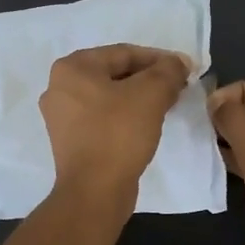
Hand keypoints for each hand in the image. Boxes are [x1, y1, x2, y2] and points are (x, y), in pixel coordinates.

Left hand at [39, 45, 189, 206]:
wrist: (95, 191)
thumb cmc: (118, 133)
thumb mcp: (151, 94)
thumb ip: (168, 71)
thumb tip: (179, 63)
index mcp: (72, 68)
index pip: (123, 53)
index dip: (159, 59)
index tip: (184, 69)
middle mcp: (59, 87)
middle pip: (115, 73)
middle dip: (149, 78)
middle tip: (178, 87)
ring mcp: (62, 116)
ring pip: (110, 96)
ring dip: (139, 97)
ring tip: (167, 104)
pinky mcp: (70, 140)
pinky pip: (103, 117)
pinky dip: (125, 115)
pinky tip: (147, 124)